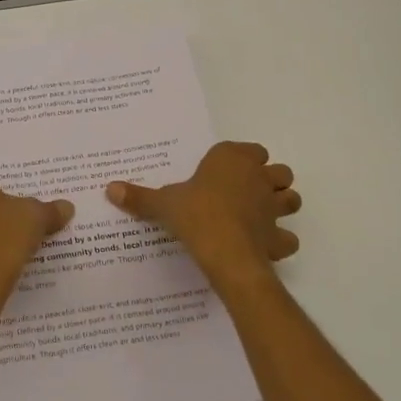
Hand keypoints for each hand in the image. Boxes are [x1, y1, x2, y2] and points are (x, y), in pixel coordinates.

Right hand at [106, 141, 299, 284]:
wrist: (224, 251)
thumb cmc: (194, 214)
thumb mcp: (162, 204)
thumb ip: (139, 196)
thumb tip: (109, 188)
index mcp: (232, 159)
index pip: (250, 149)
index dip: (242, 160)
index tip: (225, 172)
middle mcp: (258, 177)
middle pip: (279, 171)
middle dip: (269, 179)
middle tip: (247, 193)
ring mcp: (273, 207)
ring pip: (291, 198)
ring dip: (282, 204)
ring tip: (261, 215)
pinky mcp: (278, 236)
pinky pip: (287, 237)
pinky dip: (280, 241)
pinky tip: (264, 246)